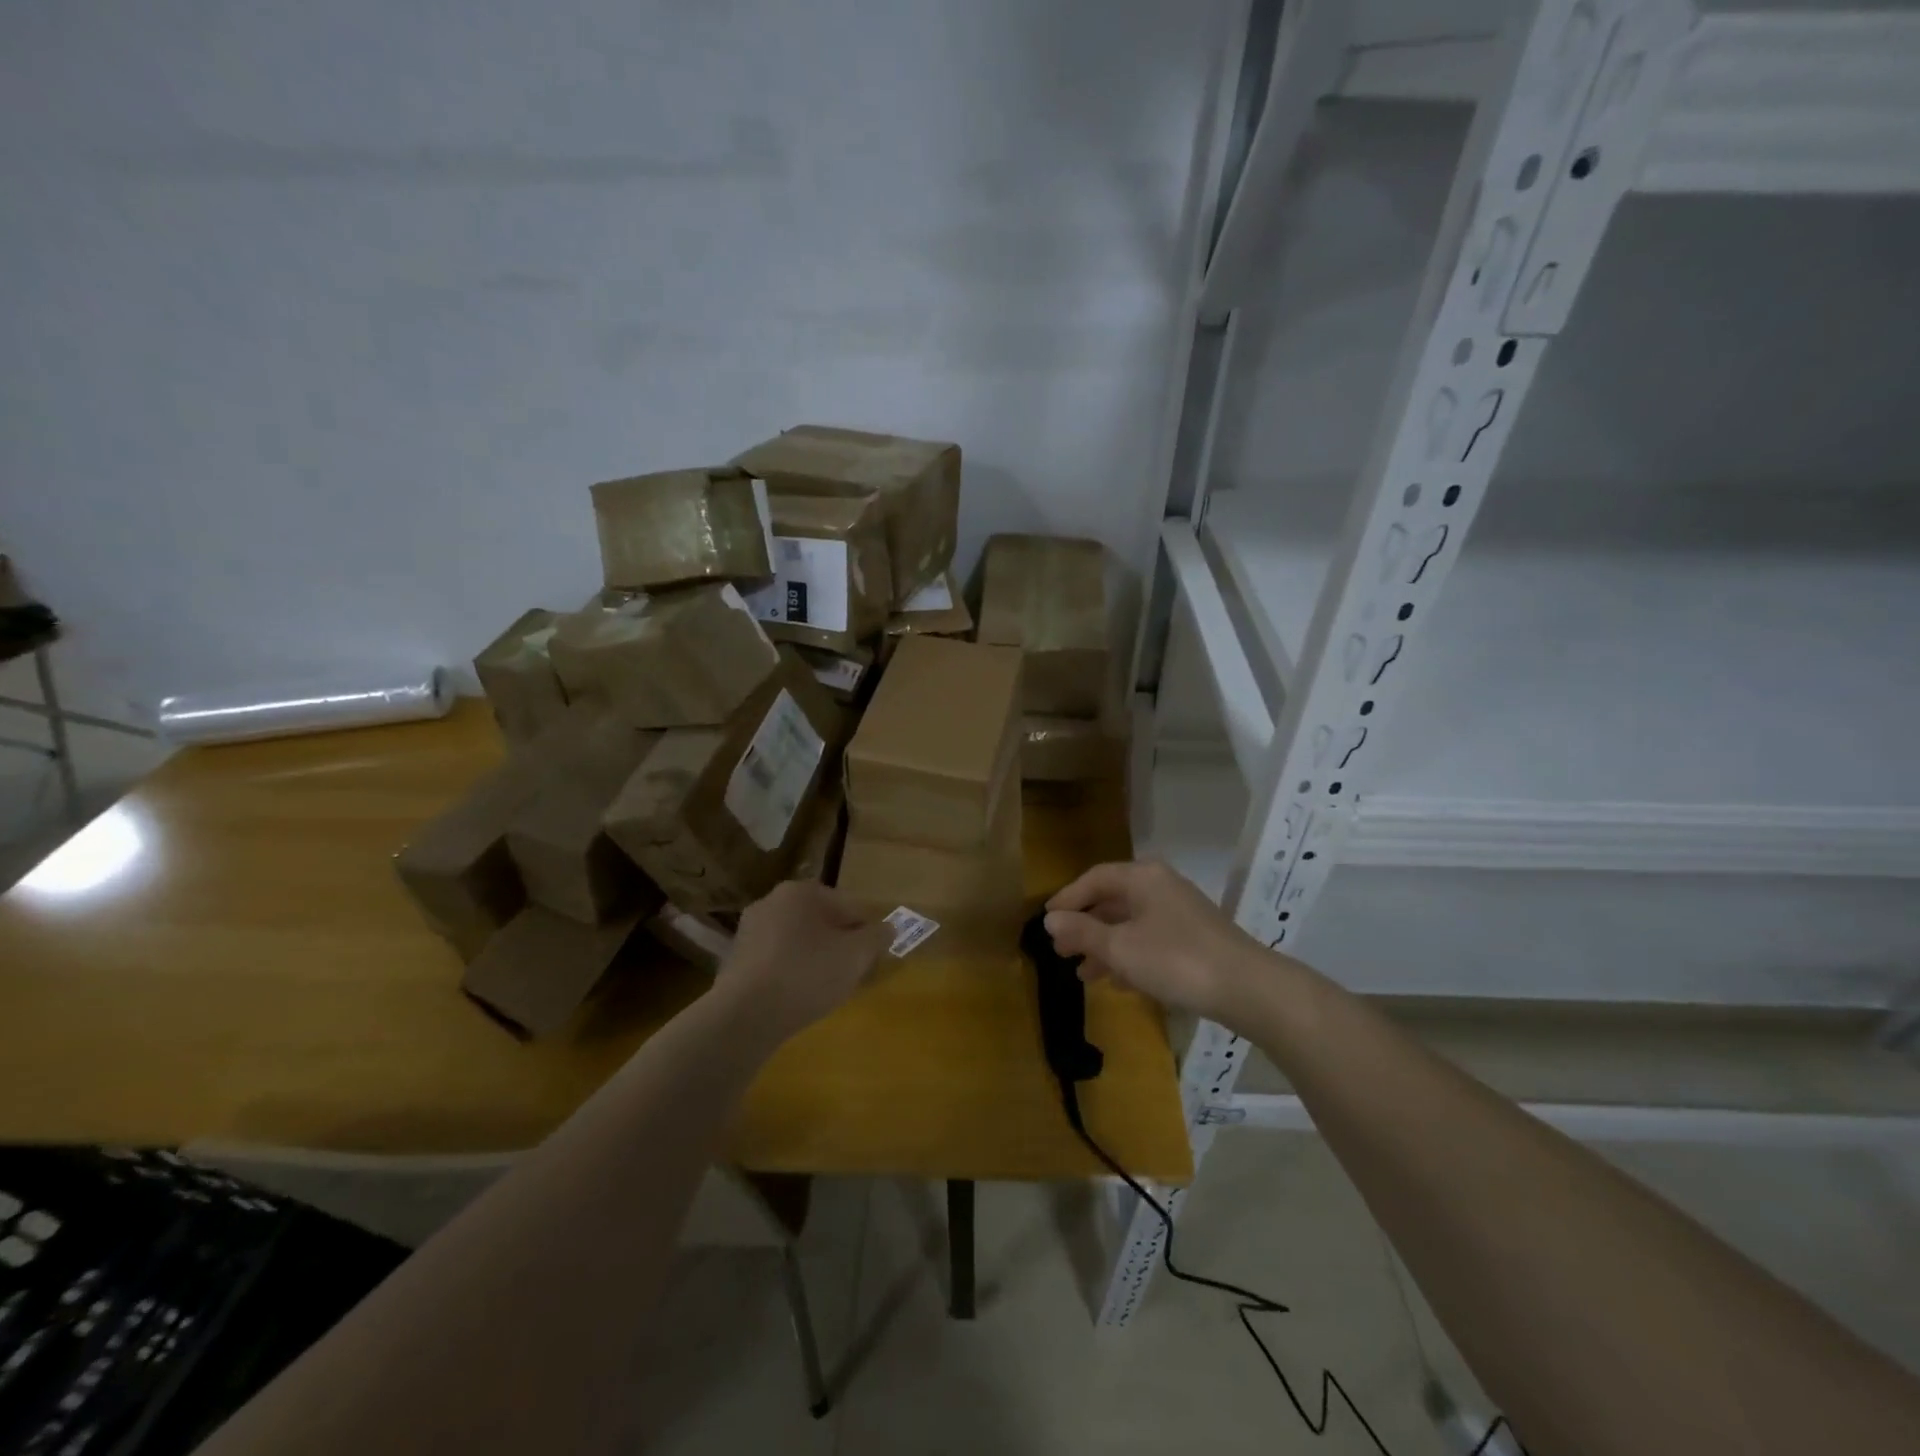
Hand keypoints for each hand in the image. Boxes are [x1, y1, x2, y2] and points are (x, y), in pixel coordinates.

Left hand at [713, 881, 890, 1045]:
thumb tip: (888, 928)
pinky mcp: (735, 960)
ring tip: (826, 988)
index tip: (873, 957)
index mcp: (801, 891)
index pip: (848, 906)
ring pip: (797, 940)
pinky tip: (798, 996)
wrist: (745, 1015)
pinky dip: (791, 972)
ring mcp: (749, 930)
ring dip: (814, 958)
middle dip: (839, 943)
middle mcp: (771, 901)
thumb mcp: (856, 955)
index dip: (866, 932)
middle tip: (852, 972)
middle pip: (821, 921)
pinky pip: (776, 960)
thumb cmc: (807, 973)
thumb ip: (877, 937)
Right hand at [1045, 860, 1271, 1023]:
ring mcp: (1179, 912)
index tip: (1046, 921)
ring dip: (1105, 946)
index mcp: (1142, 877)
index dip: (1067, 899)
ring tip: (1083, 974)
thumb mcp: (1120, 947)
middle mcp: (1160, 886)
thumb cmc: (1174, 959)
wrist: (1246, 987)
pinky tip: (1118, 983)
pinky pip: (1150, 940)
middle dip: (1084, 927)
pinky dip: (1130, 957)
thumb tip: (1050, 920)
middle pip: (1112, 900)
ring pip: (1131, 924)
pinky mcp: (1194, 938)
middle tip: (1060, 951)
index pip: (1094, 878)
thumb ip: (1082, 932)